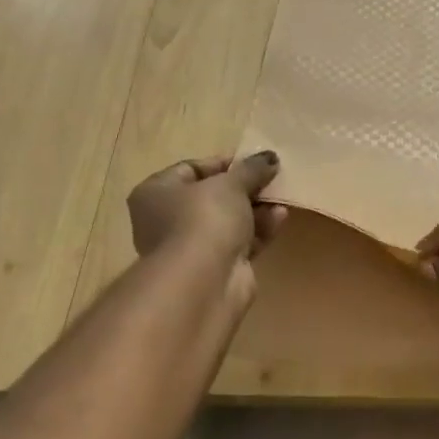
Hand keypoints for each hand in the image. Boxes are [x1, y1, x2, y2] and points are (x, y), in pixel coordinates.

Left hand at [128, 153, 287, 269]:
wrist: (204, 281)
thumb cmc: (204, 218)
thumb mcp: (231, 183)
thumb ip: (251, 169)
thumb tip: (269, 157)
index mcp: (156, 192)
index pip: (191, 168)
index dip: (225, 163)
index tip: (254, 161)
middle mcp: (167, 220)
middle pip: (212, 196)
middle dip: (245, 188)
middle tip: (272, 178)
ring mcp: (191, 247)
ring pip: (228, 221)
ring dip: (256, 209)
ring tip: (282, 197)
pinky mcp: (215, 268)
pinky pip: (239, 242)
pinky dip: (259, 230)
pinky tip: (280, 218)